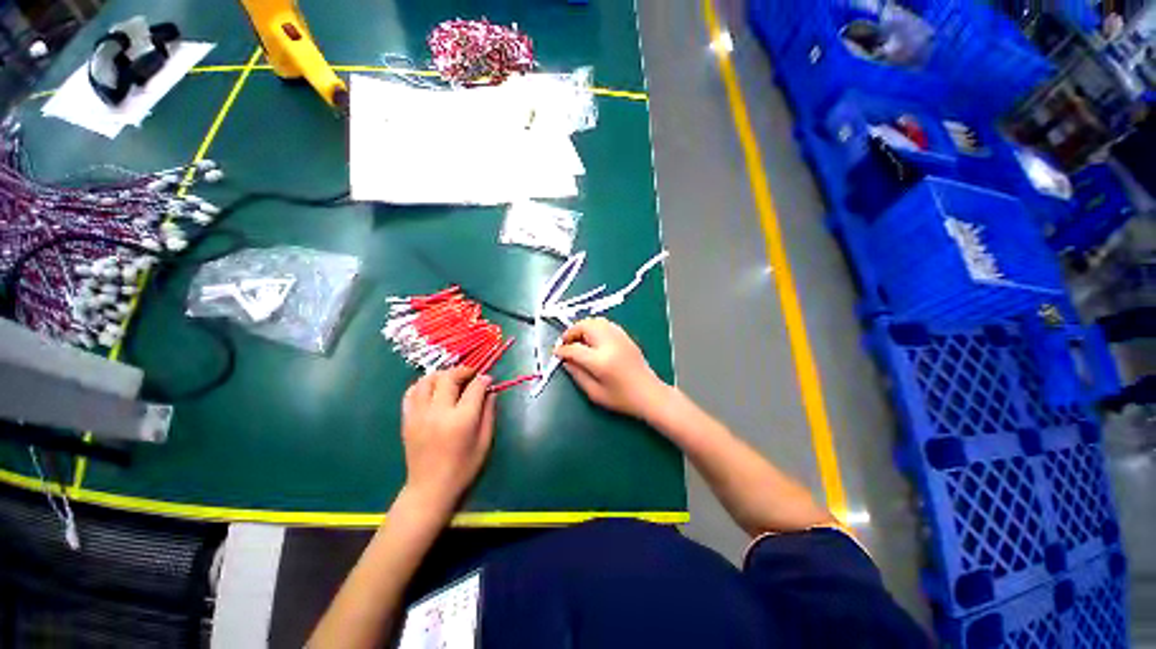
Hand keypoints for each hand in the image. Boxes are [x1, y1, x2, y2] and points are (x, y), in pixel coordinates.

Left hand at [401, 367, 494, 512]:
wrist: (430, 489)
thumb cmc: (463, 468)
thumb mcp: (485, 441)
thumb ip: (489, 413)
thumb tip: (490, 391)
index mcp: (462, 420)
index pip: (474, 387)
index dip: (484, 379)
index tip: (488, 380)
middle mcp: (439, 412)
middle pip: (449, 378)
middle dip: (463, 371)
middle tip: (471, 375)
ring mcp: (419, 414)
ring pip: (427, 380)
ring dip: (442, 374)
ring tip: (451, 379)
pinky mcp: (407, 419)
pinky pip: (411, 393)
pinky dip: (422, 384)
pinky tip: (432, 388)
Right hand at [554, 317, 667, 419]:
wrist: (650, 394)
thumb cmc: (622, 399)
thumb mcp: (594, 393)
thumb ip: (577, 374)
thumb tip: (565, 361)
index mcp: (601, 361)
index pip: (575, 348)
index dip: (562, 350)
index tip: (556, 353)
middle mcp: (610, 344)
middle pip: (585, 326)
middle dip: (571, 332)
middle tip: (566, 343)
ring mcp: (619, 338)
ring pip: (596, 321)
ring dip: (583, 327)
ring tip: (578, 340)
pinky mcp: (626, 337)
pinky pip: (606, 324)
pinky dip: (595, 327)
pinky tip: (592, 339)